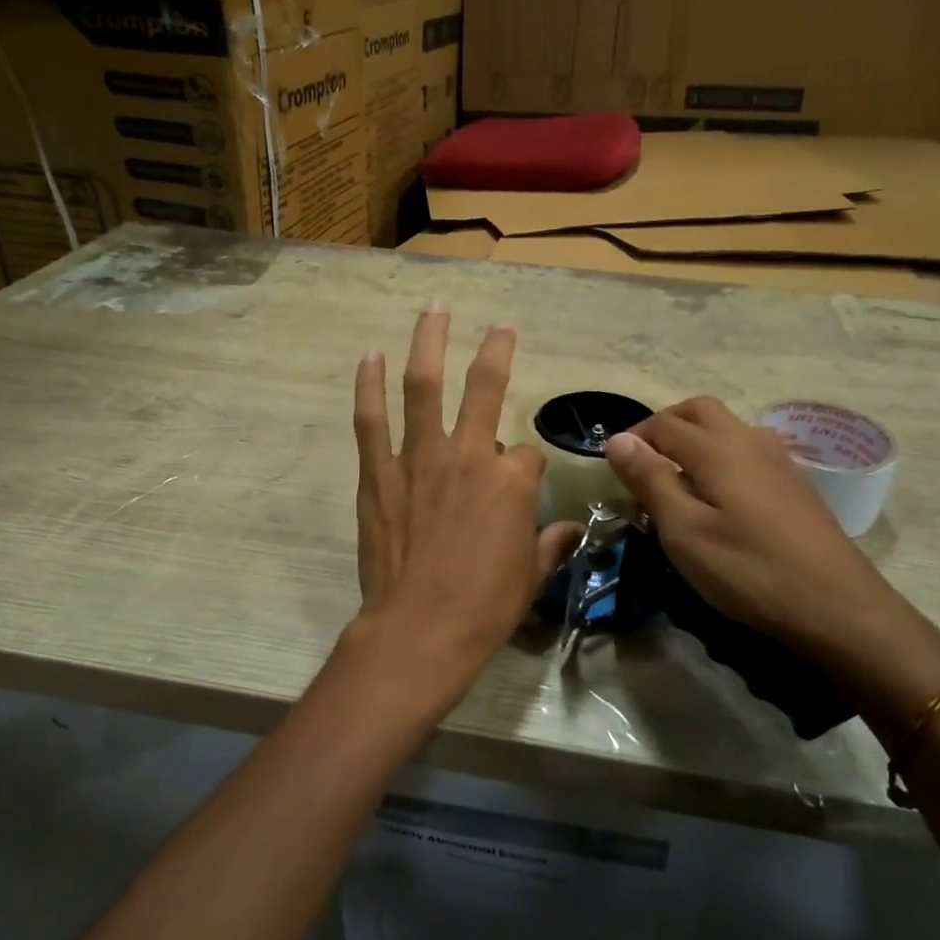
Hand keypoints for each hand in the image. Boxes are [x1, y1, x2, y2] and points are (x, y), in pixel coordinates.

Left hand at [340, 304, 579, 721]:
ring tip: (433, 308)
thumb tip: (569, 530)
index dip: (527, 468)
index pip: (527, 454)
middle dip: (496, 351)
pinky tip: (371, 356)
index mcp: (511, 482)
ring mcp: (419, 459)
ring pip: (423, 387)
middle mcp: (469, 456)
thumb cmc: (484, 607)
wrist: (419, 631)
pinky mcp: (379, 474)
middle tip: (499, 325)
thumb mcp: (531, 577)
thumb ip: (550, 545)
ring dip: (429, 342)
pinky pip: (371, 420)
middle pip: (484, 388)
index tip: (520, 486)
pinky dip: (370, 386)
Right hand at [605, 398, 939, 729]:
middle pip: (698, 411)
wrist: (837, 606)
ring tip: (676, 480)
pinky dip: (720, 457)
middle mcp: (748, 440)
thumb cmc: (748, 569)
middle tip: (642, 462)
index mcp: (716, 447)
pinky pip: (746, 450)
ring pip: (726, 428)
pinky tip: (718, 496)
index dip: (633, 438)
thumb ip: (650, 479)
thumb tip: (617, 439)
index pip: (663, 424)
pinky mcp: (794, 483)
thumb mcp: (684, 530)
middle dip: (664, 426)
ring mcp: (777, 459)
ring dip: (693, 439)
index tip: (614, 467)